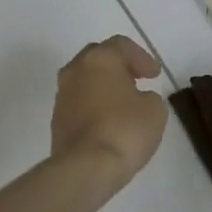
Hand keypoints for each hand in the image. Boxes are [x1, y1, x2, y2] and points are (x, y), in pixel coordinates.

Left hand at [51, 35, 168, 185]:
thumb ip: (148, 96)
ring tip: (122, 101)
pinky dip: (93, 105)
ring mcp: (62, 95)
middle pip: (97, 57)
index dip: (141, 57)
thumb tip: (137, 99)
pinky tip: (107, 120)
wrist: (85, 166)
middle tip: (136, 78)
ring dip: (103, 86)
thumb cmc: (125, 130)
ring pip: (84, 80)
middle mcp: (75, 70)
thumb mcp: (154, 110)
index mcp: (99, 59)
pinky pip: (78, 102)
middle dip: (118, 66)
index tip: (154, 75)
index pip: (120, 45)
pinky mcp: (57, 119)